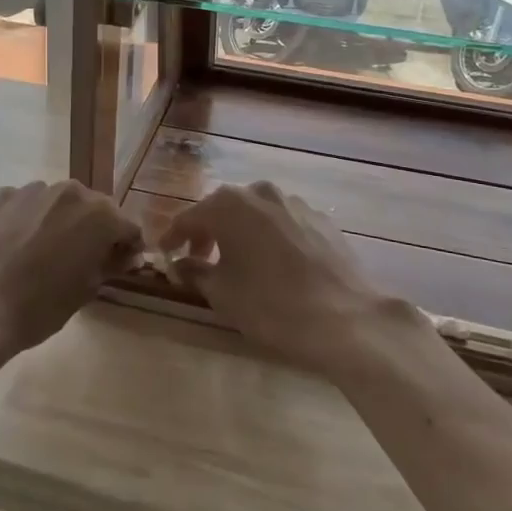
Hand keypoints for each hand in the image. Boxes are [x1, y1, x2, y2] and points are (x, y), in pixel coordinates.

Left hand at [0, 180, 141, 357]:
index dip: (128, 246)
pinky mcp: (1, 196)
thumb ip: (110, 264)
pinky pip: (26, 204)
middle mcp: (70, 191)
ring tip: (44, 251)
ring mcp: (32, 190)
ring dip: (60, 220)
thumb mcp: (86, 290)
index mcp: (99, 215)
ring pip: (58, 202)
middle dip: (94, 229)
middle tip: (83, 258)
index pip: (127, 226)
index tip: (122, 264)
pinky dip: (29, 218)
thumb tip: (124, 255)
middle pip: (93, 208)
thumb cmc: (40, 306)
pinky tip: (16, 245)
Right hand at [160, 181, 418, 376]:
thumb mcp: (223, 294)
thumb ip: (196, 272)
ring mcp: (295, 203)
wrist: (347, 318)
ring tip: (238, 262)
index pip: (189, 217)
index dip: (173, 237)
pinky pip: (283, 223)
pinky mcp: (321, 219)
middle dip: (207, 232)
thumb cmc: (272, 305)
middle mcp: (260, 192)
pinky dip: (270, 237)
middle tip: (199, 260)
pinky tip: (274, 264)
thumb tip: (182, 263)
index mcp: (229, 205)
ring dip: (241, 232)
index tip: (164, 255)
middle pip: (223, 209)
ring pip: (255, 213)